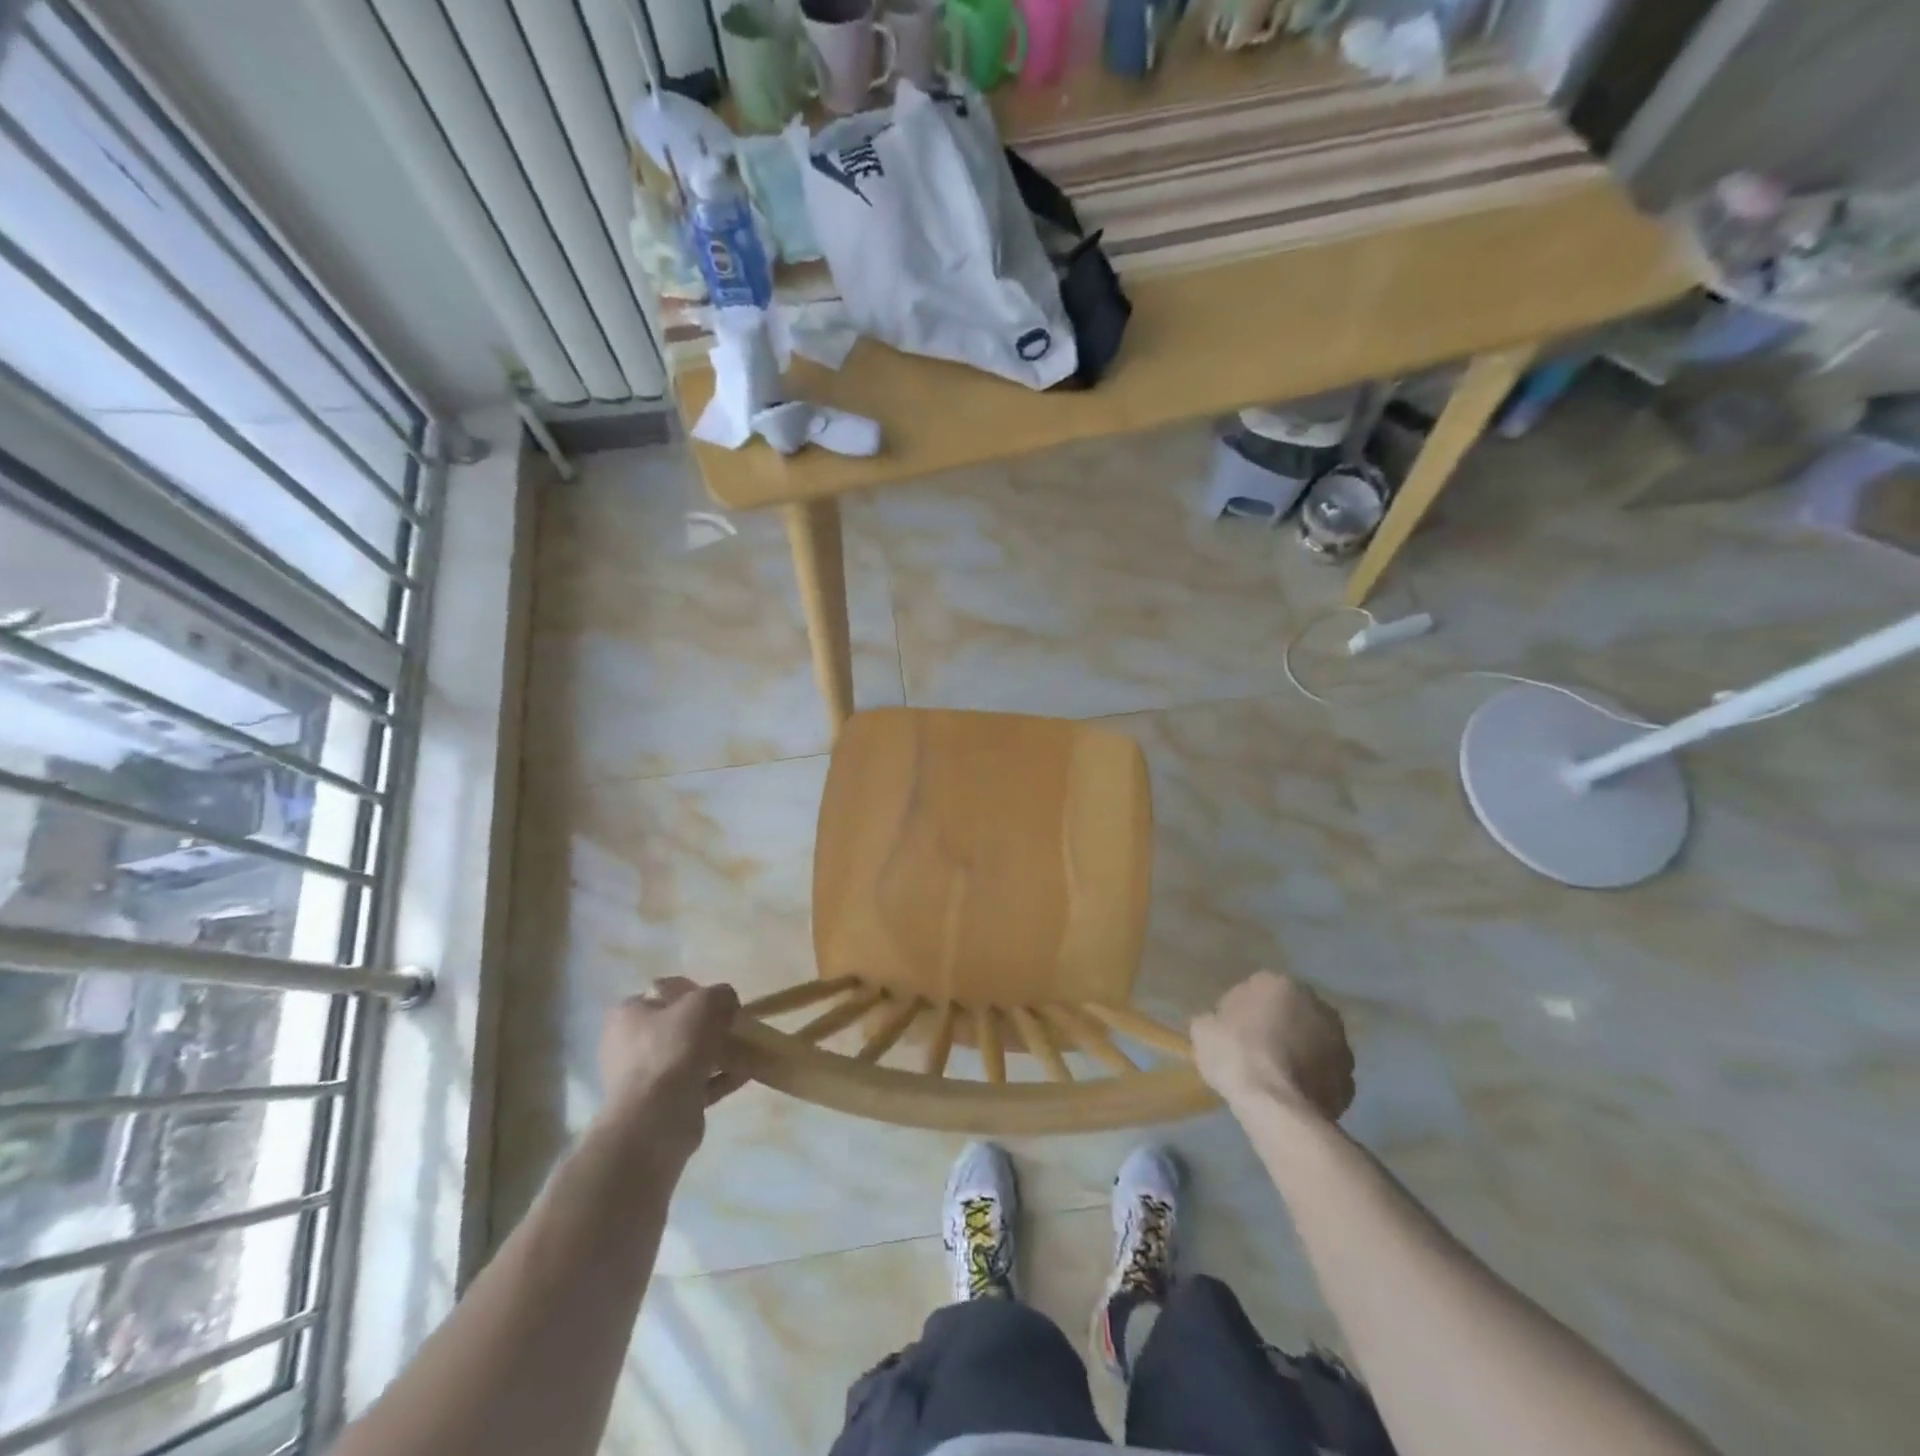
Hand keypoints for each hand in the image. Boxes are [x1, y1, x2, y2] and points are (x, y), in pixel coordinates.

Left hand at [597, 978, 743, 1158]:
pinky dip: (719, 1078)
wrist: (656, 1119)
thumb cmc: (673, 1049)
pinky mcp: (661, 1105)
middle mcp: (628, 1044)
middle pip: (678, 1026)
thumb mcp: (705, 1003)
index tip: (719, 1003)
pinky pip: (696, 1084)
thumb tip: (726, 1003)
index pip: (665, 992)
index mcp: (628, 1014)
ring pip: (688, 1056)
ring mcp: (643, 1078)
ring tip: (747, 1051)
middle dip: (710, 1026)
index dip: (696, 992)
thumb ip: (721, 994)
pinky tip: (745, 1074)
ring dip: (718, 1053)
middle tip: (734, 1027)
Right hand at [1191, 971, 1354, 1122]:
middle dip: (1276, 1028)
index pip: (1254, 990)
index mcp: (1279, 983)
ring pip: (1311, 1042)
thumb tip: (1220, 1025)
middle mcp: (1315, 1004)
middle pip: (1289, 1013)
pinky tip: (1292, 1095)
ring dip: (1298, 1052)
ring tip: (1275, 1077)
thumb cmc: (1237, 1055)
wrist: (1277, 1106)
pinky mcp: (1350, 1078)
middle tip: (1254, 1052)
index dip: (1240, 1012)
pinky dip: (1312, 1080)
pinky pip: (1324, 1073)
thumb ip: (1214, 1019)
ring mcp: (1339, 1042)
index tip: (1229, 1033)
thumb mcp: (1203, 1030)